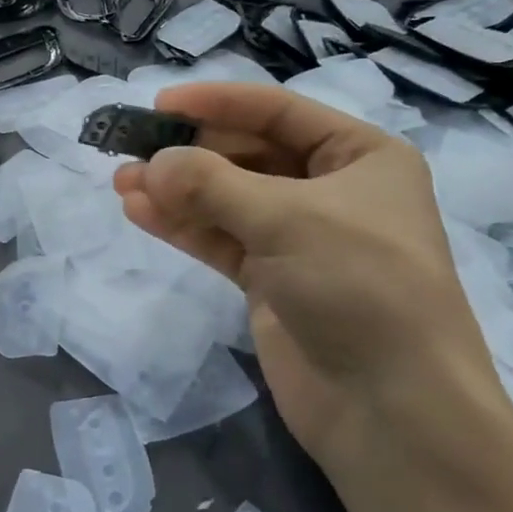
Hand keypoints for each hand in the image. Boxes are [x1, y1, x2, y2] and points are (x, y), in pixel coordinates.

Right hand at [112, 83, 502, 474]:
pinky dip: (183, 226)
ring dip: (176, 191)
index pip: (278, 112)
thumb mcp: (287, 218)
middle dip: (190, 153)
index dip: (218, 103)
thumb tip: (150, 165)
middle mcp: (331, 191)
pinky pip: (221, 241)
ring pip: (227, 201)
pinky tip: (139, 212)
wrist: (392, 408)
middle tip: (131, 149)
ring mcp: (299, 240)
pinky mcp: (272, 282)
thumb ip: (212, 184)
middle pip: (248, 155)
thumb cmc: (359, 286)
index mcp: (360, 156)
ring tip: (120, 181)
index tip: (160, 103)